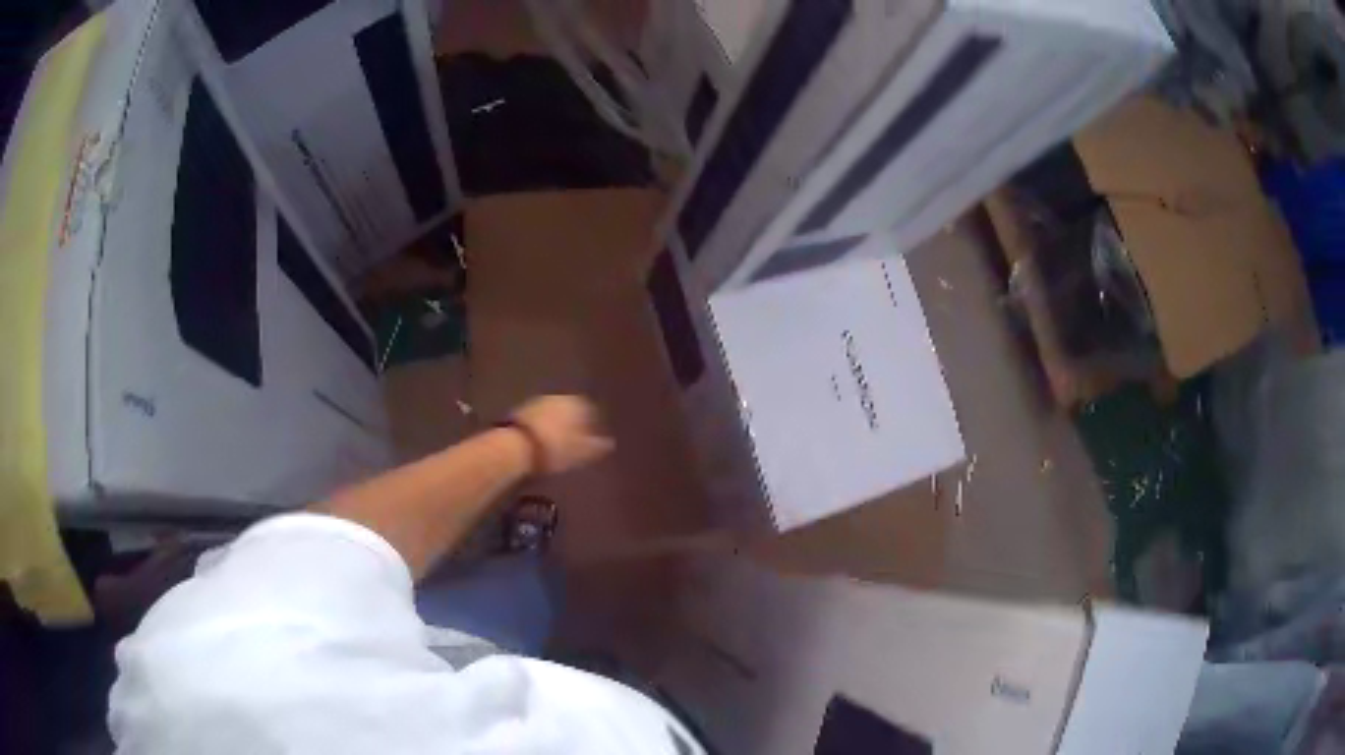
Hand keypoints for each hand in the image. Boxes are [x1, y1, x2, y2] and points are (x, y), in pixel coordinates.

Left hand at [510, 395, 614, 473]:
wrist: (517, 447)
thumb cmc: (555, 448)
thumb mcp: (581, 451)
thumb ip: (597, 446)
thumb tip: (610, 443)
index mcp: (577, 402)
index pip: (591, 408)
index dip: (593, 422)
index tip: (594, 436)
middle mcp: (558, 397)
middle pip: (570, 408)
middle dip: (574, 421)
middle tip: (577, 438)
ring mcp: (538, 402)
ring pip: (553, 412)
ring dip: (557, 423)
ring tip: (559, 441)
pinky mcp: (520, 411)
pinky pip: (539, 418)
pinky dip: (542, 426)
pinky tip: (542, 440)